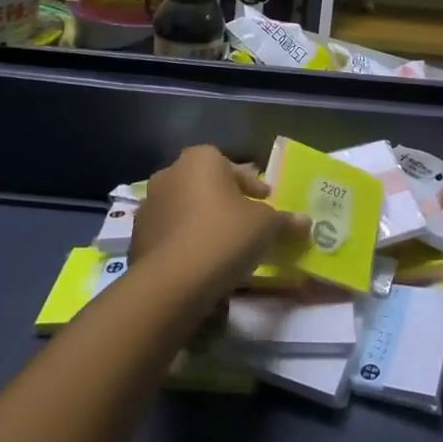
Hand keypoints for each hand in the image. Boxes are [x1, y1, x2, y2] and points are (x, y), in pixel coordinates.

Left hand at [135, 146, 303, 297]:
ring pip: (185, 209)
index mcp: (201, 159)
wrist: (172, 282)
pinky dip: (185, 243)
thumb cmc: (224, 236)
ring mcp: (149, 206)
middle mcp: (170, 173)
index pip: (232, 166)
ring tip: (224, 246)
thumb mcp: (266, 227)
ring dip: (202, 221)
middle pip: (206, 184)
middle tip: (246, 222)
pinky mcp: (137, 238)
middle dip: (225, 200)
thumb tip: (305, 222)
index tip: (266, 202)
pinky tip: (201, 264)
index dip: (252, 186)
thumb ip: (285, 221)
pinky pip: (170, 234)